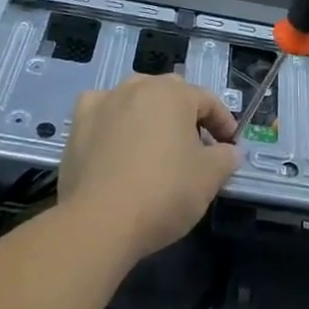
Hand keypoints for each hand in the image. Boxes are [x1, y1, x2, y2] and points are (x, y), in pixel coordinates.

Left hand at [59, 74, 239, 264]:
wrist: (100, 222)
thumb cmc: (164, 192)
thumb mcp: (209, 178)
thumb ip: (226, 158)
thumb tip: (230, 151)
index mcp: (173, 93)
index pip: (207, 100)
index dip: (223, 122)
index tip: (230, 145)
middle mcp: (138, 86)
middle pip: (171, 94)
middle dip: (187, 116)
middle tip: (197, 146)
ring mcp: (104, 102)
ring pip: (135, 99)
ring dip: (150, 115)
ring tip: (156, 144)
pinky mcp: (78, 125)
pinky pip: (102, 112)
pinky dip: (112, 120)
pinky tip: (115, 140)